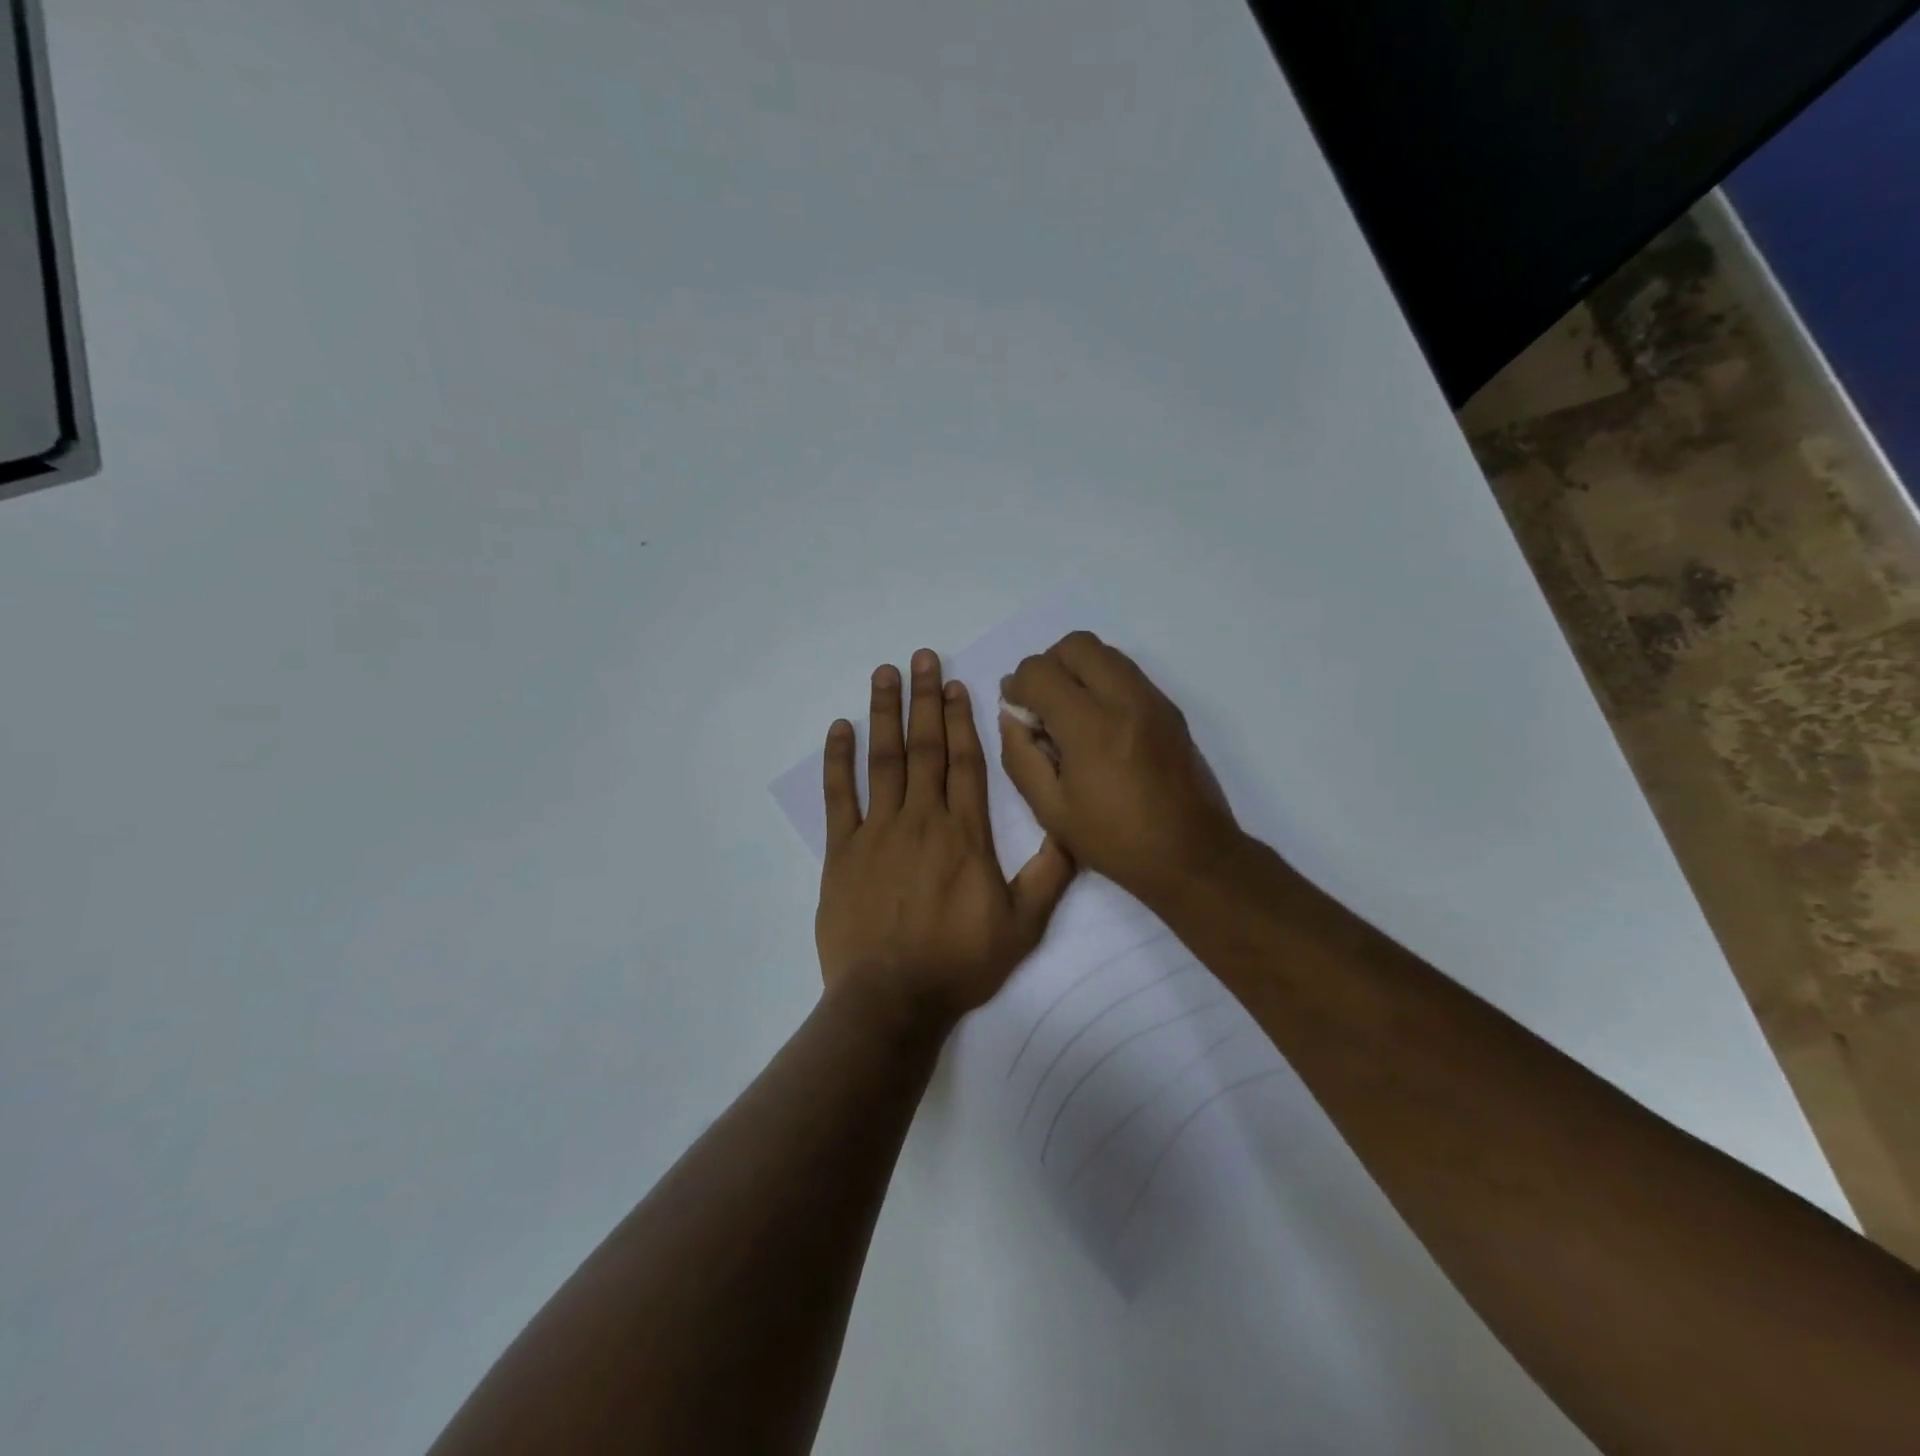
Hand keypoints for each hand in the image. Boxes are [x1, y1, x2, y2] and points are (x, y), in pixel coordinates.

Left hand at [816, 650, 1075, 1025]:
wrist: (892, 998)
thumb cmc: (959, 962)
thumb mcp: (1023, 925)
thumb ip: (1049, 874)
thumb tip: (1073, 829)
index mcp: (964, 833)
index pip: (965, 762)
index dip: (962, 719)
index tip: (956, 684)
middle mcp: (921, 819)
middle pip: (925, 747)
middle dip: (924, 699)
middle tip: (920, 657)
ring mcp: (877, 832)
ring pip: (883, 760)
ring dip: (884, 714)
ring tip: (884, 674)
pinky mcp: (842, 851)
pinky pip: (839, 796)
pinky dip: (838, 760)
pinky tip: (840, 729)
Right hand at [999, 631, 1240, 907]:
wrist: (1192, 855)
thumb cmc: (1115, 840)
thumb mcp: (1051, 810)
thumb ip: (1020, 756)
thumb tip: (1012, 717)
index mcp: (1090, 726)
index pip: (1040, 671)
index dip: (1017, 685)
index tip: (1016, 711)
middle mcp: (1124, 699)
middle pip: (1075, 645)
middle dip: (1048, 666)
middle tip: (1042, 705)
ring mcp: (1153, 700)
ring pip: (1105, 652)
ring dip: (1077, 670)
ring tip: (1070, 713)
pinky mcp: (1170, 709)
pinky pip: (1127, 672)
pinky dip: (1103, 682)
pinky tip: (1099, 725)